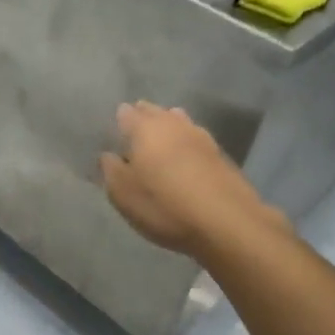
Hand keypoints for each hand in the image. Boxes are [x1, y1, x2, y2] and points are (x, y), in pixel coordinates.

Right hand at [100, 102, 284, 257]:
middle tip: (134, 140)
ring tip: (159, 148)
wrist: (226, 222)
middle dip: (143, 120)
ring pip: (178, 122)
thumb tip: (108, 155)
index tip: (114, 137)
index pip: (127, 112)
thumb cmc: (165, 206)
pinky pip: (195, 141)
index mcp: (145, 128)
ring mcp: (201, 136)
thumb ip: (110, 170)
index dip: (119, 122)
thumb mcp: (123, 194)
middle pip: (154, 112)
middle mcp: (173, 124)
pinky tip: (184, 162)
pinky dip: (186, 146)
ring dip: (167, 130)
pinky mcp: (220, 154)